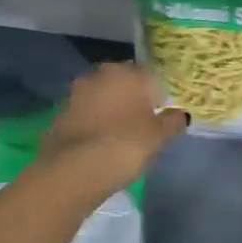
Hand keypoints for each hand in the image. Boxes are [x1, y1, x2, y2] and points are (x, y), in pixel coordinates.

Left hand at [37, 62, 188, 192]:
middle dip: (133, 98)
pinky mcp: (61, 111)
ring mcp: (78, 91)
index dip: (160, 95)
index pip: (152, 76)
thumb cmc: (125, 145)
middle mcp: (102, 74)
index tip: (163, 114)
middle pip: (125, 83)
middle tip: (143, 123)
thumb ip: (173, 122)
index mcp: (129, 72)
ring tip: (120, 134)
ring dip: (112, 108)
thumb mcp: (159, 136)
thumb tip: (180, 115)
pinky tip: (100, 141)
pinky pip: (86, 112)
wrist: (74, 169)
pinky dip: (94, 121)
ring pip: (103, 95)